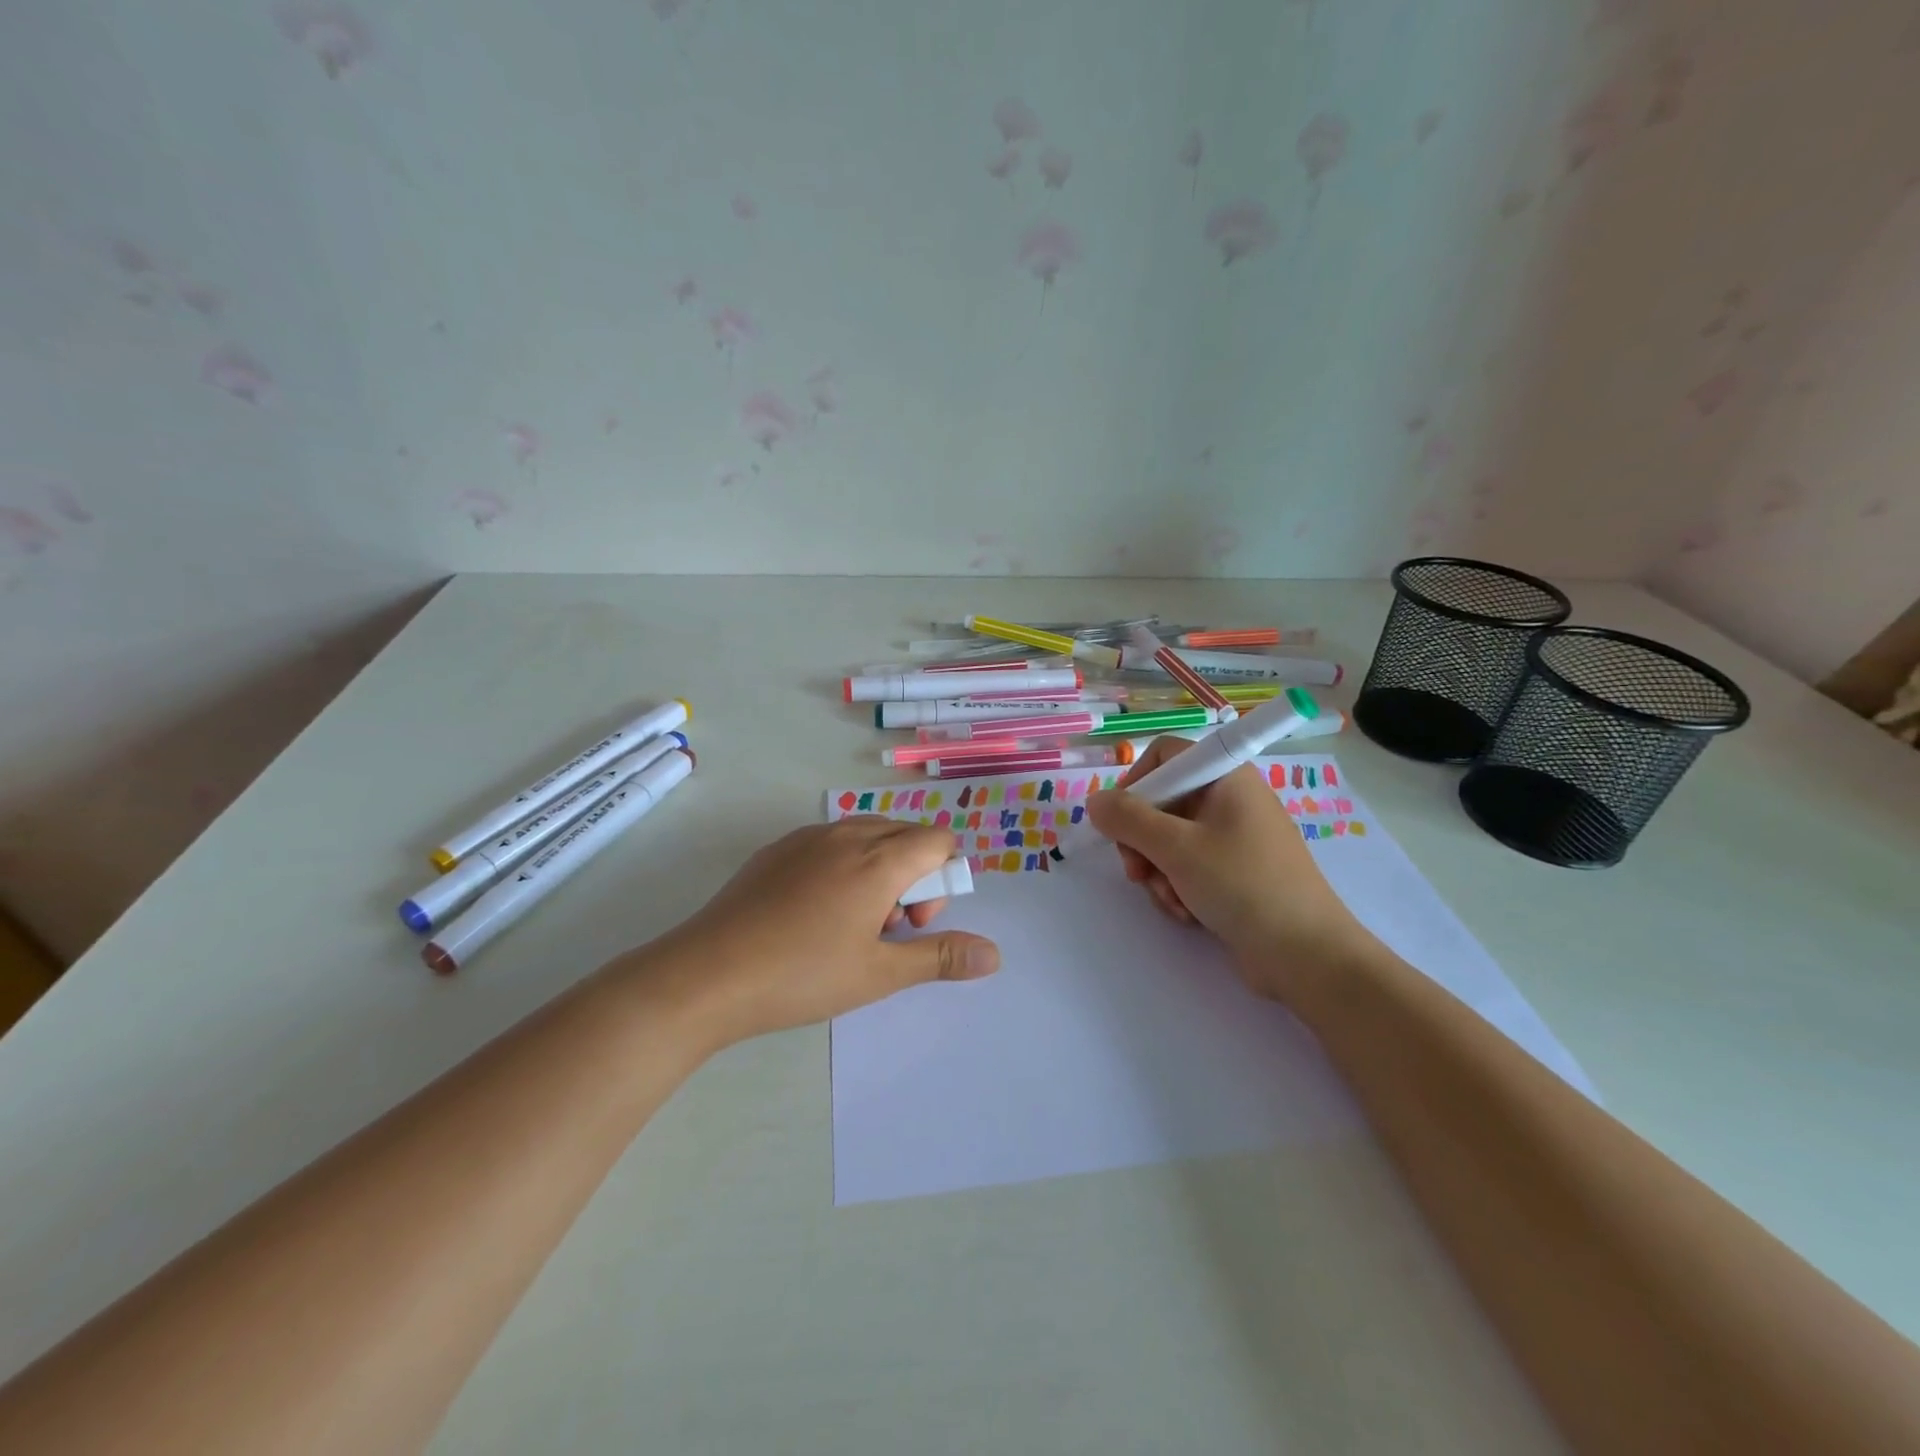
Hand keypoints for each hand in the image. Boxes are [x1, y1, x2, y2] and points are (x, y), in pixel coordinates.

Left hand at [641, 817, 1000, 1047]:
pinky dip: (842, 866)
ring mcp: (807, 838)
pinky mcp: (777, 849)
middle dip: (912, 876)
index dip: (941, 880)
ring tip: (850, 923)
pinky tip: (812, 914)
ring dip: (878, 869)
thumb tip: (995, 954)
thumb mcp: (879, 973)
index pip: (938, 840)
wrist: (707, 974)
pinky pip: (830, 843)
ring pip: (866, 836)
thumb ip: (940, 957)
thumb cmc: (803, 975)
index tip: (914, 924)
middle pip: (905, 835)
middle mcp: (847, 835)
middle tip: (885, 928)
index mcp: (879, 859)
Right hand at [1084, 737, 1369, 999]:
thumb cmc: (1242, 885)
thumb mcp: (1176, 848)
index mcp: (1226, 777)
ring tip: (1171, 899)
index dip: (1137, 782)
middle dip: (1142, 841)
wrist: (1306, 955)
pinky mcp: (1234, 873)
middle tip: (1137, 872)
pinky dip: (1178, 887)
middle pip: (1162, 802)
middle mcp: (1230, 800)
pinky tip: (1187, 913)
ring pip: (1169, 841)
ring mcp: (1233, 838)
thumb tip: (1095, 802)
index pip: (1166, 756)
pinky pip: (1187, 867)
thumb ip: (1128, 819)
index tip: (1121, 820)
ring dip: (1158, 871)